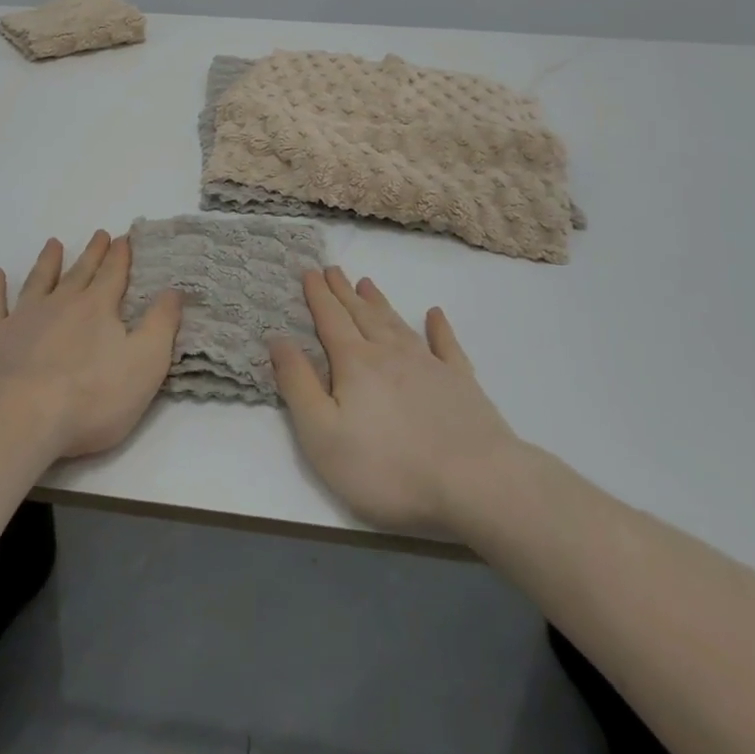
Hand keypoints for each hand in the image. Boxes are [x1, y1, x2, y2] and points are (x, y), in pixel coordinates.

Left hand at [0, 230, 183, 460]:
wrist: (21, 418)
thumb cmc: (91, 396)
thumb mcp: (145, 363)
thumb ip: (161, 324)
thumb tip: (174, 290)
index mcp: (98, 308)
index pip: (114, 275)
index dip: (121, 256)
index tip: (124, 236)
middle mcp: (61, 303)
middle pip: (80, 272)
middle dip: (93, 253)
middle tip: (99, 233)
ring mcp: (24, 318)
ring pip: (39, 281)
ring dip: (48, 262)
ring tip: (53, 243)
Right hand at [272, 267, 523, 536]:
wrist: (477, 484)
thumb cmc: (388, 467)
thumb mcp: (322, 434)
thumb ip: (297, 384)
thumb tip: (277, 339)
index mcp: (354, 363)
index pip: (330, 320)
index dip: (318, 295)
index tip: (309, 271)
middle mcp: (389, 353)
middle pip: (362, 315)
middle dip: (344, 292)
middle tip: (334, 269)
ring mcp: (429, 365)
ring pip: (397, 323)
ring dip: (379, 303)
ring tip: (368, 284)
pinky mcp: (462, 384)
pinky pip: (447, 345)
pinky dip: (439, 327)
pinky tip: (435, 314)